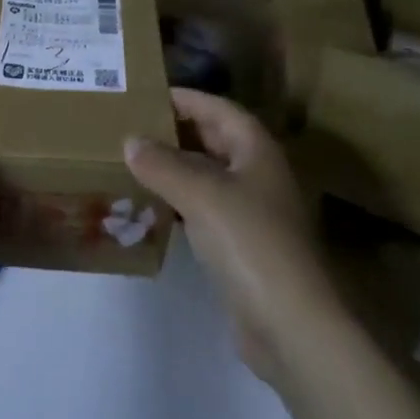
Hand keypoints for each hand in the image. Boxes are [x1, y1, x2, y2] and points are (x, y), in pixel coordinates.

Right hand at [124, 89, 335, 384]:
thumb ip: (162, 164)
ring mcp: (251, 212)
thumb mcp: (201, 194)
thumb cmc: (249, 242)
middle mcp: (257, 174)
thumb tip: (130, 140)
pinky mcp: (241, 246)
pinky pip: (203, 209)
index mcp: (257, 150)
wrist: (289, 324)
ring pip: (206, 176)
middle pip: (214, 140)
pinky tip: (150, 204)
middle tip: (130, 125)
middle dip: (175, 131)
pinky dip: (178, 201)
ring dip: (173, 167)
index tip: (146, 94)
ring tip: (131, 160)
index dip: (186, 98)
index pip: (218, 109)